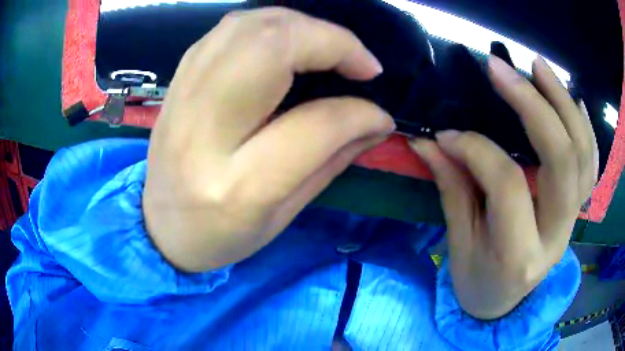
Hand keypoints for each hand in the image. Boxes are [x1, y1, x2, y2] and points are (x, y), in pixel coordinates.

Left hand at [143, 8, 394, 271]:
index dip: (359, 112)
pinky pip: (226, 31)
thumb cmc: (220, 235)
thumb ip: (331, 160)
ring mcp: (184, 97)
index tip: (380, 114)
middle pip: (270, 47)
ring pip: (247, 27)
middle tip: (359, 63)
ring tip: (328, 47)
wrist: (160, 226)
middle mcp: (204, 129)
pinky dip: (267, 25)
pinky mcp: (177, 82)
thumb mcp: (282, 215)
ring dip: (300, 25)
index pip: (314, 124)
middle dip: (330, 41)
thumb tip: (375, 121)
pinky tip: (285, 42)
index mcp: (237, 184)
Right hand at [410, 56, 597, 318]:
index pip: (507, 183)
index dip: (475, 148)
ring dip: (564, 103)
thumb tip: (428, 141)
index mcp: (519, 254)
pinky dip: (584, 127)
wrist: (504, 301)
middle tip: (501, 68)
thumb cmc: (478, 280)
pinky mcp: (577, 209)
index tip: (446, 134)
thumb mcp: (459, 244)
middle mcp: (556, 235)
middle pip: (561, 160)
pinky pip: (590, 164)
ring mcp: (573, 220)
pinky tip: (572, 98)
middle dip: (533, 105)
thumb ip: (452, 187)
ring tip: (538, 66)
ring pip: (582, 155)